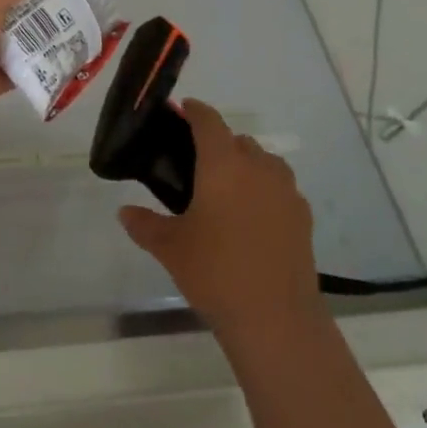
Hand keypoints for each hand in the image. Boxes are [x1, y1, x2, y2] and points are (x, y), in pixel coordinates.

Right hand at [119, 100, 325, 339]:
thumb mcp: (170, 248)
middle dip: (218, 143)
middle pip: (238, 140)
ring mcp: (285, 191)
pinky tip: (252, 216)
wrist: (276, 318)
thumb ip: (144, 224)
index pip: (209, 121)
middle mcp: (257, 167)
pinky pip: (280, 188)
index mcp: (223, 164)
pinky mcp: (302, 216)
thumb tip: (124, 212)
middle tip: (196, 164)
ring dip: (246, 164)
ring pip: (264, 162)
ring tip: (227, 189)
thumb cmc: (215, 272)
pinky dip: (265, 190)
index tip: (184, 109)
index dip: (195, 111)